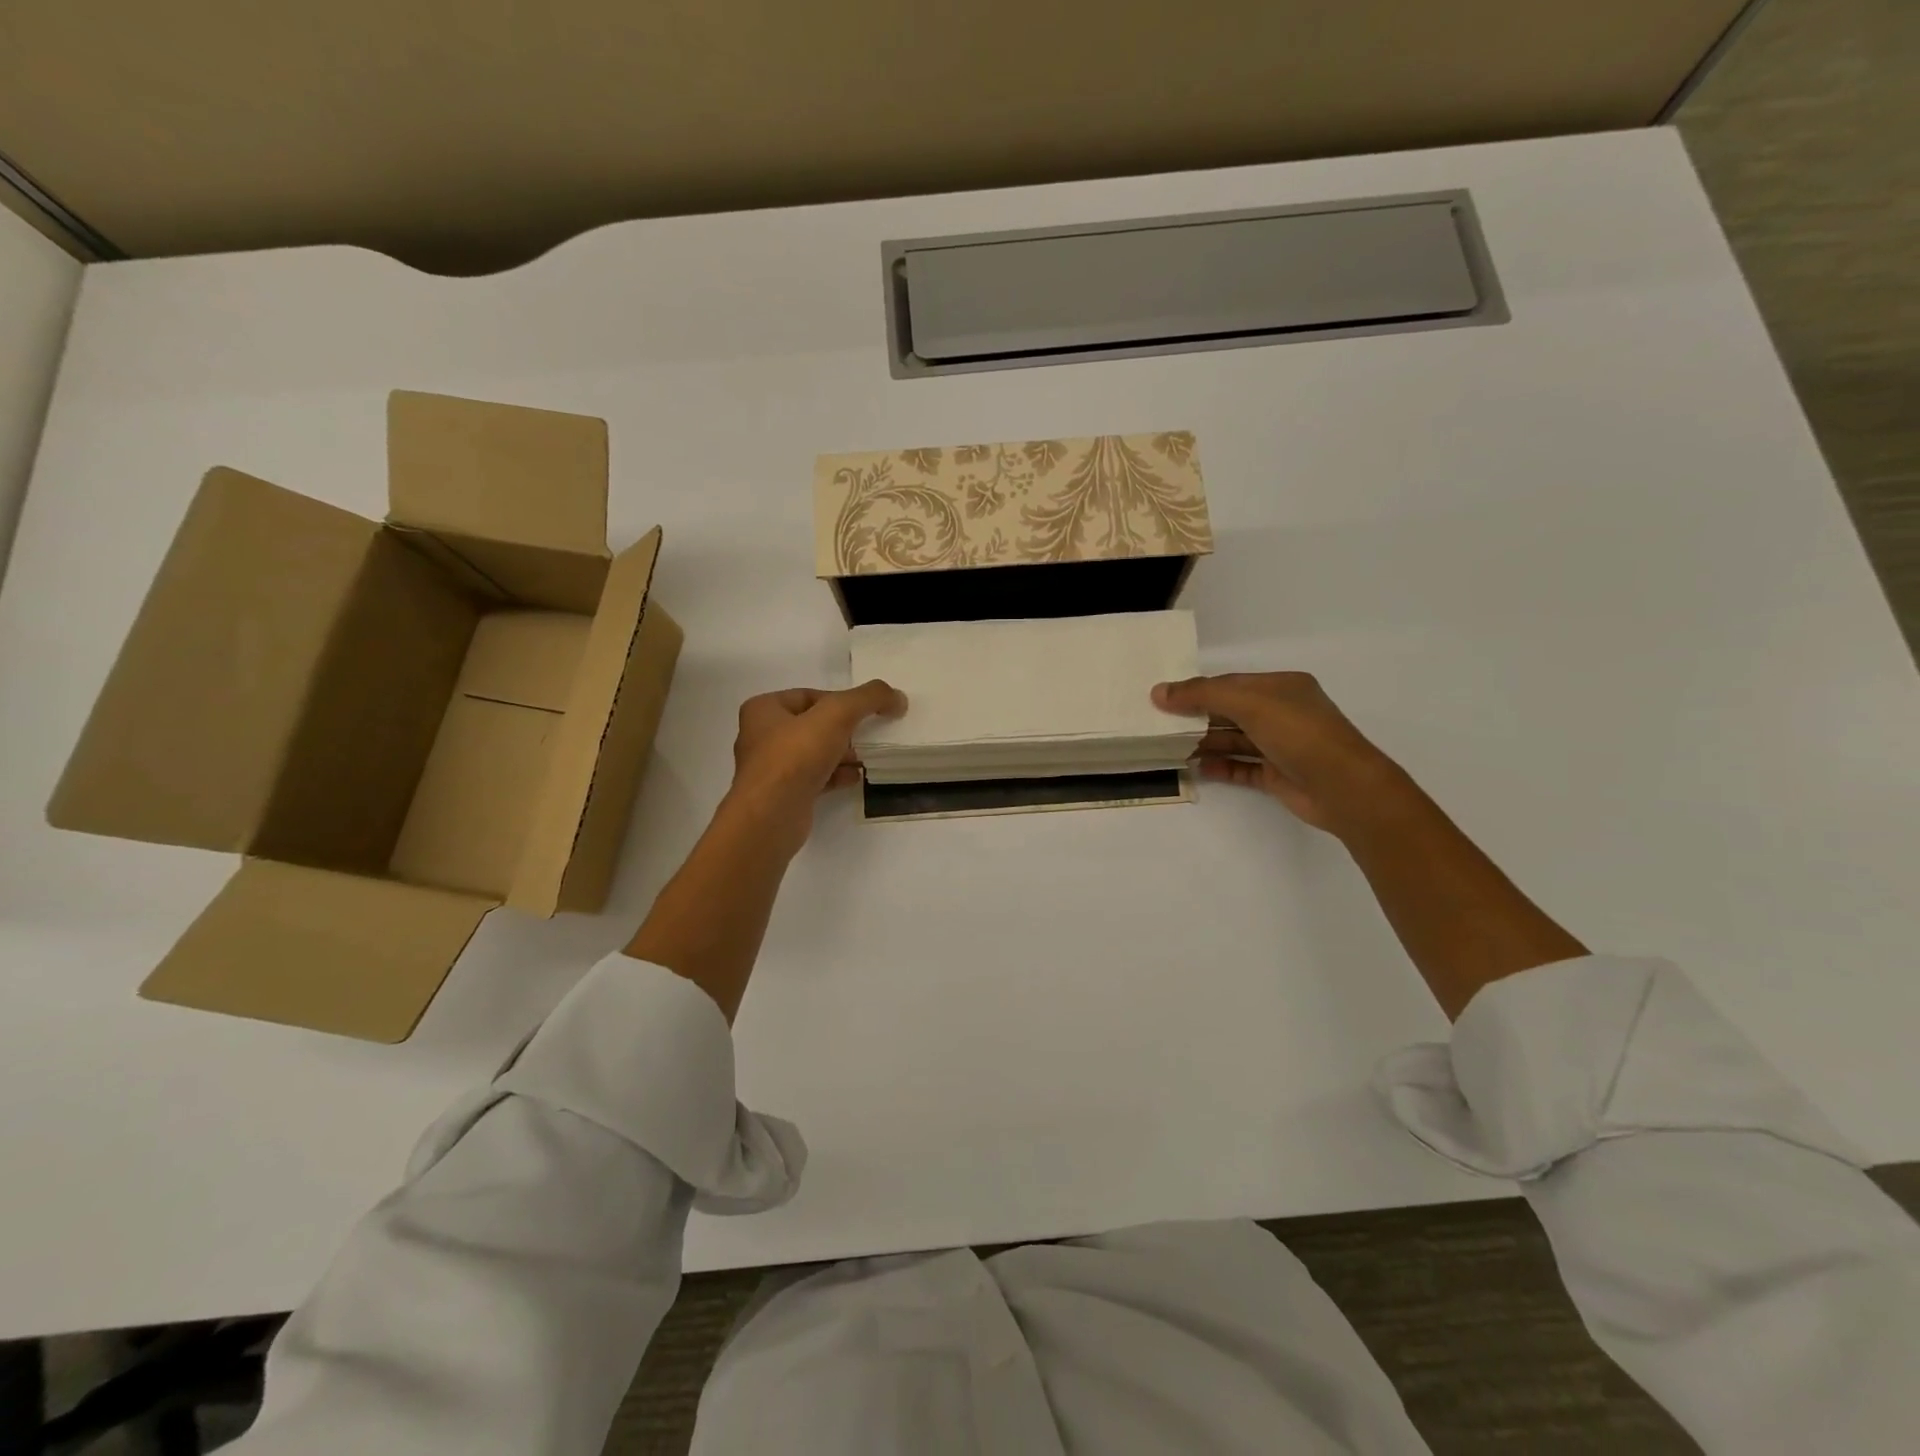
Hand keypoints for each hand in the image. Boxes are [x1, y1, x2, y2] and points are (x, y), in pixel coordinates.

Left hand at [726, 681, 906, 853]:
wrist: (771, 816)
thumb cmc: (795, 756)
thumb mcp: (837, 714)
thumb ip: (868, 698)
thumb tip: (897, 697)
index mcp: (763, 709)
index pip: (809, 695)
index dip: (839, 701)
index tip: (864, 713)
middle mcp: (761, 736)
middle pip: (812, 725)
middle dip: (842, 730)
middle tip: (865, 736)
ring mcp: (770, 769)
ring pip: (814, 753)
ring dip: (841, 754)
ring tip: (863, 759)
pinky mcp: (782, 796)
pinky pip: (814, 778)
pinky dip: (835, 776)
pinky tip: (854, 778)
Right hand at [1153, 672, 1409, 834]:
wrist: (1343, 787)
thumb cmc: (1298, 733)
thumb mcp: (1249, 703)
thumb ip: (1202, 695)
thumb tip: (1158, 692)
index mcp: (1282, 687)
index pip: (1231, 683)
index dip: (1197, 690)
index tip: (1163, 699)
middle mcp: (1282, 713)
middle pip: (1230, 711)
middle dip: (1198, 717)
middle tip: (1161, 725)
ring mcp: (1281, 746)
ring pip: (1235, 740)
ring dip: (1206, 743)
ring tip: (1172, 748)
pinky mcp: (1278, 775)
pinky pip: (1242, 767)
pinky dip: (1221, 767)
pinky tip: (1198, 769)